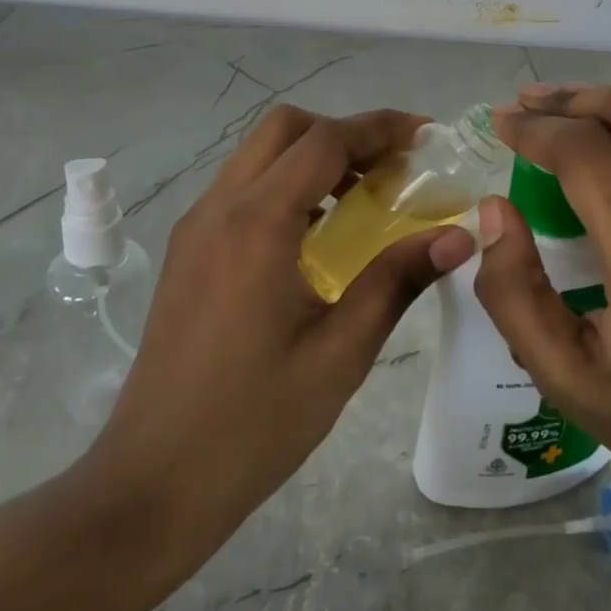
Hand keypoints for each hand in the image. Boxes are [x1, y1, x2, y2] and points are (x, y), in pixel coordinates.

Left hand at [62, 105, 474, 599]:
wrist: (152, 483)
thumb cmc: (254, 423)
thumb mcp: (340, 353)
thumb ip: (397, 280)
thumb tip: (459, 237)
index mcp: (256, 224)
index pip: (325, 141)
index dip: (380, 128)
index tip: (427, 137)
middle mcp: (218, 208)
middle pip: (285, 129)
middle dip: (344, 133)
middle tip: (393, 169)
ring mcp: (195, 228)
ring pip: (258, 155)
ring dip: (313, 157)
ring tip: (364, 197)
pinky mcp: (187, 252)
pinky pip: (241, 190)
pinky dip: (285, 186)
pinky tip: (317, 235)